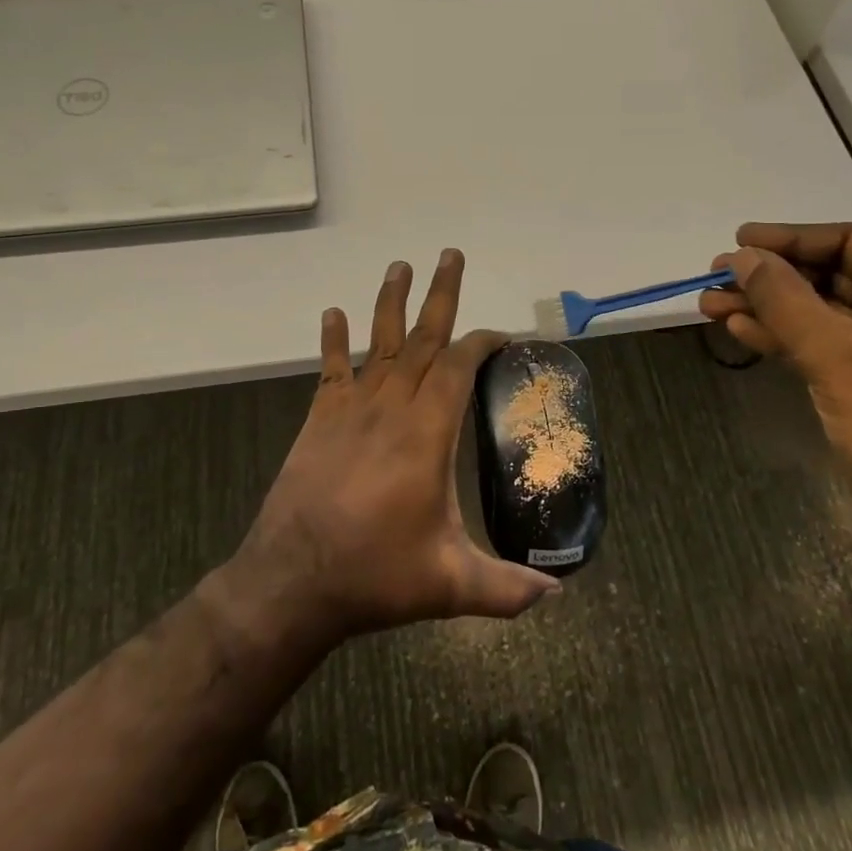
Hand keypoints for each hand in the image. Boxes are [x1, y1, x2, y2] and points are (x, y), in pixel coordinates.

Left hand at [229, 250, 559, 642]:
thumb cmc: (375, 575)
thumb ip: (507, 589)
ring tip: (400, 266)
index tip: (502, 334)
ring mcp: (352, 409)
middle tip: (450, 254)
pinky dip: (333, 340)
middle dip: (441, 295)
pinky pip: (331, 369)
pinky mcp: (320, 419)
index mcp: (427, 433)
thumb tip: (557, 596)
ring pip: (380, 343)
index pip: (459, 367)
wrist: (294, 579)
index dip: (482, 342)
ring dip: (391, 302)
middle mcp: (392, 407)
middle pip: (423, 339)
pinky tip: (333, 312)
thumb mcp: (450, 586)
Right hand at [700, 222, 851, 534]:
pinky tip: (742, 330)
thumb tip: (740, 257)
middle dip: (772, 279)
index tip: (738, 239)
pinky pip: (833, 344)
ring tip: (711, 304)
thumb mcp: (835, 351)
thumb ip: (783, 297)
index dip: (790, 239)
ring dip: (770, 309)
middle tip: (716, 275)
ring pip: (828, 313)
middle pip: (837, 276)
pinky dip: (789, 337)